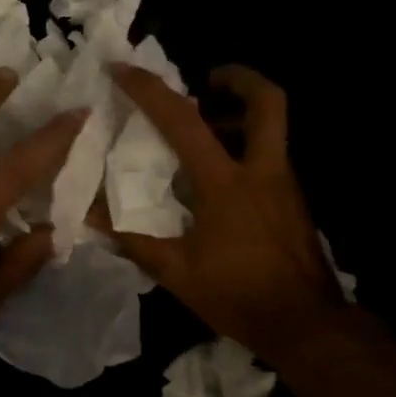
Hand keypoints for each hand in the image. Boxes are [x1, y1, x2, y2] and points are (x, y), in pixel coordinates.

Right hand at [105, 64, 347, 368]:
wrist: (306, 326)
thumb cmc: (238, 295)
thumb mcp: (176, 272)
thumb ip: (133, 238)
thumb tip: (89, 212)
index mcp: (226, 183)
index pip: (184, 122)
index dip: (150, 90)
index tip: (122, 71)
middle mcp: (262, 171)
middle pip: (268, 101)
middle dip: (238, 78)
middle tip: (206, 80)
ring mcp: (284, 184)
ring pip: (271, 127)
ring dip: (240, 113)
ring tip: (206, 125)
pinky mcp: (293, 201)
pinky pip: (269, 154)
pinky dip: (245, 145)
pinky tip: (219, 175)